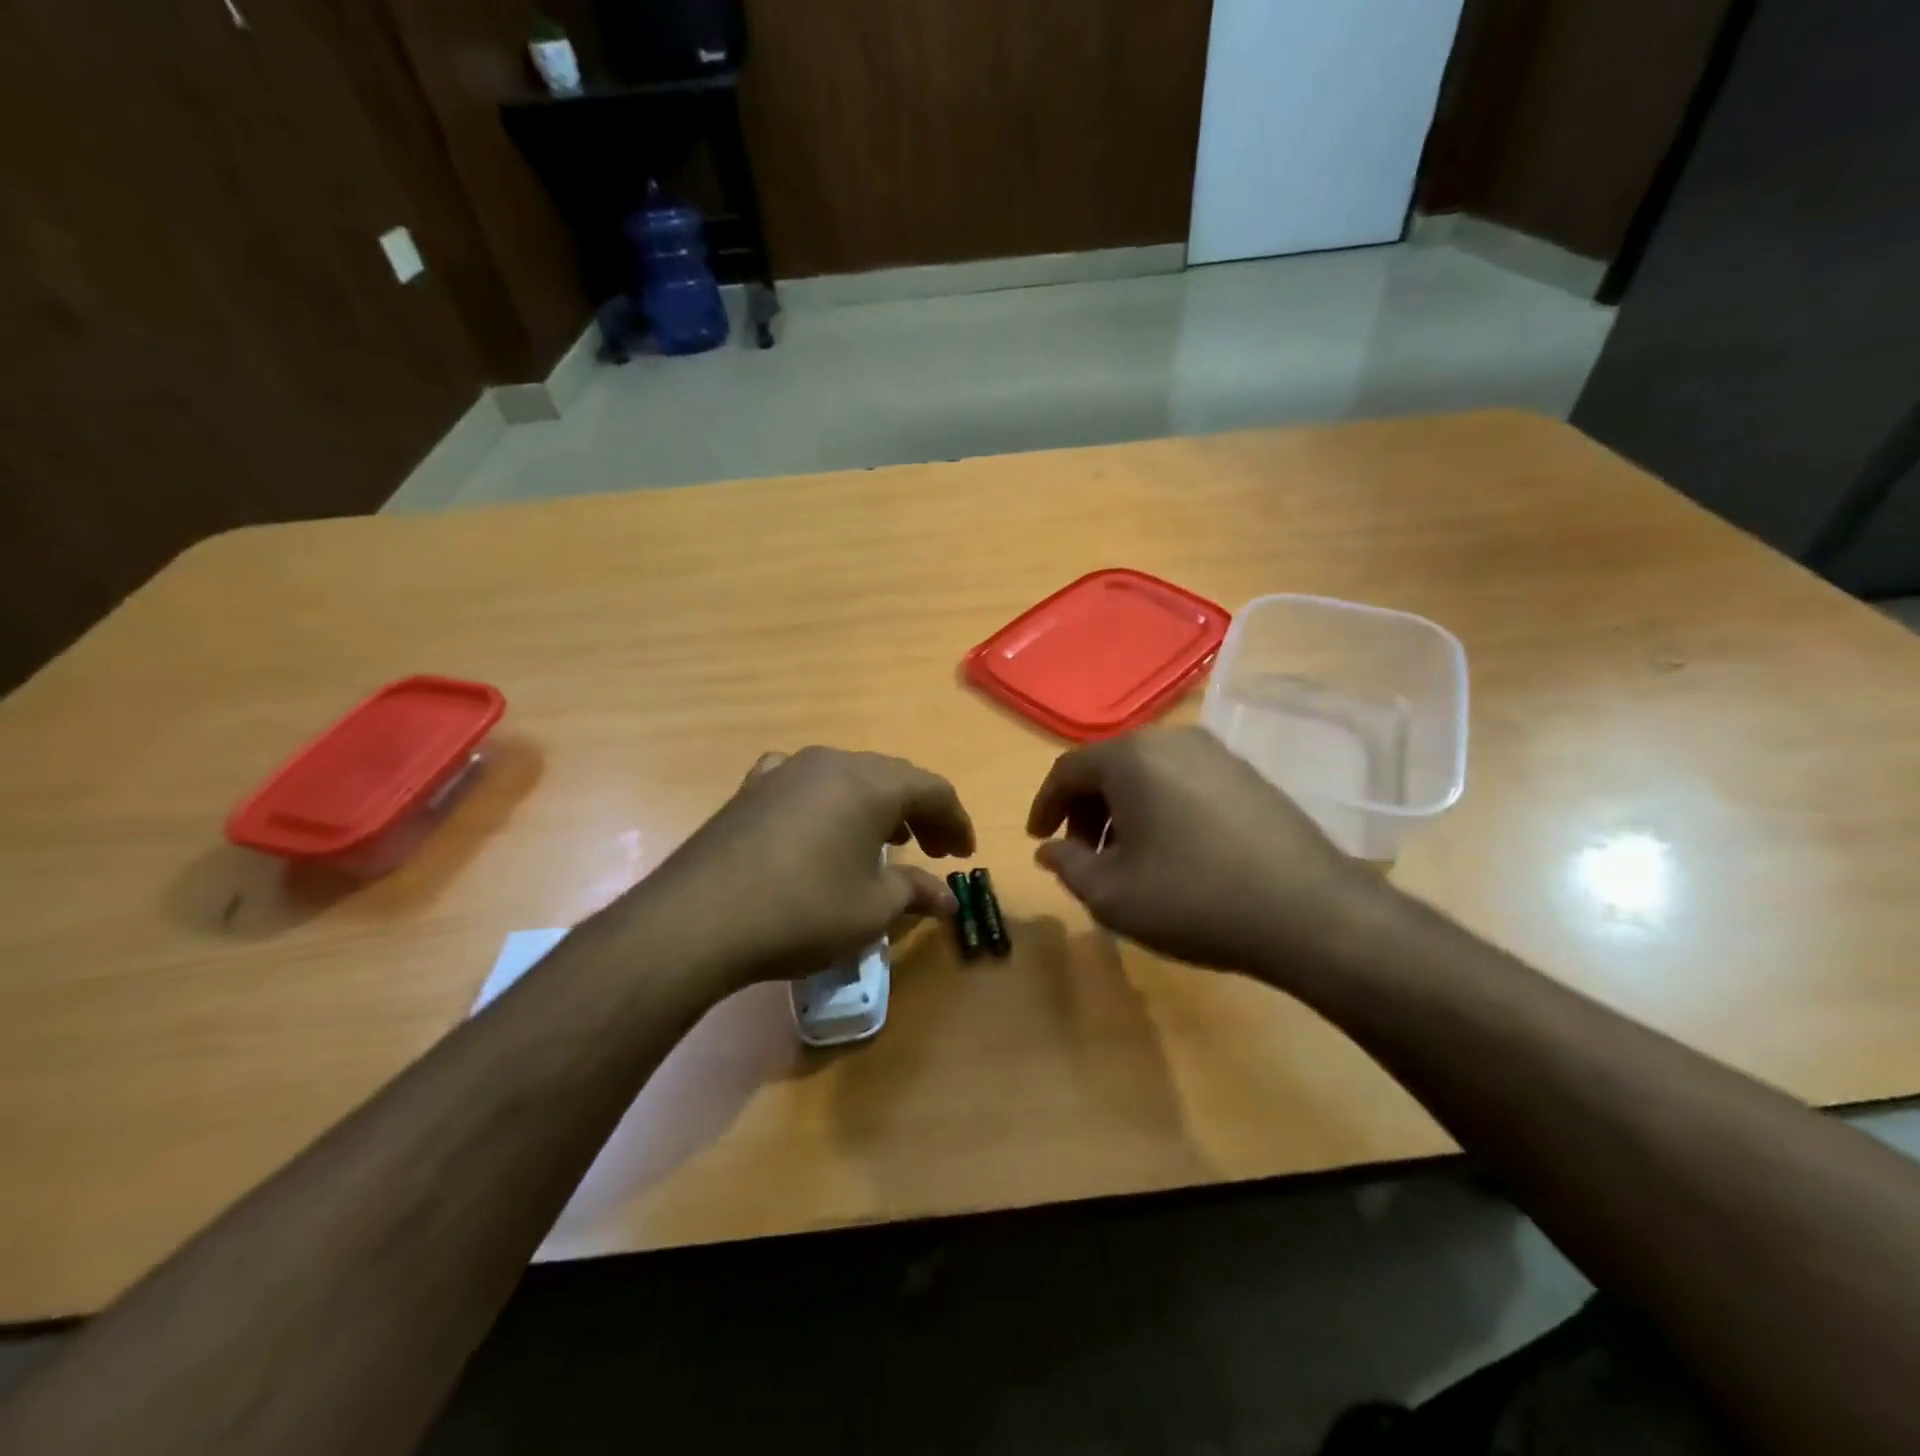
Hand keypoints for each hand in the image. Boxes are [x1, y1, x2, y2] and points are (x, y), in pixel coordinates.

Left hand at [634, 747, 974, 994]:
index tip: (964, 856)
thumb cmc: (803, 910)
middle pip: (892, 778)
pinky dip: (828, 802)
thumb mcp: (872, 908)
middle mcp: (831, 762)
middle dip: (920, 813)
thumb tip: (947, 899)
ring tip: (886, 840)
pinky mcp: (752, 788)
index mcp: (871, 783)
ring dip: (875, 806)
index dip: (956, 821)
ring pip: (848, 777)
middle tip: (934, 849)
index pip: (933, 790)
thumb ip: (915, 892)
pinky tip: (820, 824)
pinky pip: (804, 784)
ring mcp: (786, 770)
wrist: (698, 919)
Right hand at [1026, 727, 1385, 979]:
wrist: (1311, 914)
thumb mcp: (1112, 896)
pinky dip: (1162, 808)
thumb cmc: (1194, 900)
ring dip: (1125, 811)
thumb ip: (1068, 866)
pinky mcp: (1249, 775)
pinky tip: (1174, 852)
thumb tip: (1050, 849)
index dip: (1045, 806)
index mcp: (1131, 758)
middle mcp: (1173, 740)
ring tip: (1128, 858)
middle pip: (1109, 768)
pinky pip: (1185, 782)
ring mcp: (1217, 754)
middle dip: (1087, 811)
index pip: (1067, 770)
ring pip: (1149, 774)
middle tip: (1085, 855)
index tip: (1039, 840)